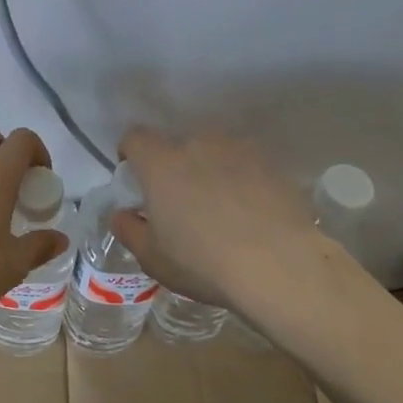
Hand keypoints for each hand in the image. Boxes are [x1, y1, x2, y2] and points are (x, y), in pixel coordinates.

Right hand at [107, 127, 317, 309]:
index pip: (136, 137)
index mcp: (161, 163)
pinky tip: (251, 213)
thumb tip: (122, 214)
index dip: (131, 153)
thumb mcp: (153, 258)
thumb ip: (129, 230)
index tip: (136, 177)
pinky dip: (242, 180)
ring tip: (221, 208)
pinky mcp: (271, 163)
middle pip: (177, 145)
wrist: (280, 265)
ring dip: (210, 171)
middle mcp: (198, 144)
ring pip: (214, 152)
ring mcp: (238, 149)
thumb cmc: (204, 263)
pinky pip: (245, 165)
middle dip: (174, 167)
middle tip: (181, 203)